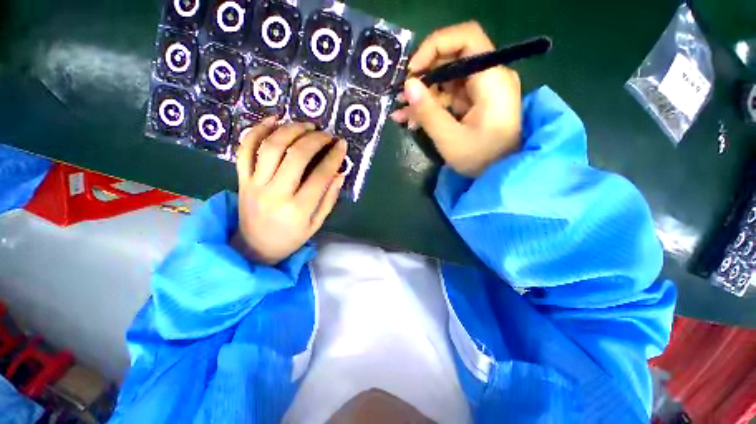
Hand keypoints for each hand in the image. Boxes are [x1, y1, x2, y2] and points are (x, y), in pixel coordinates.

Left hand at [232, 117, 346, 264]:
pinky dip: (258, 131)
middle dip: (315, 139)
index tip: (342, 145)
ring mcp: (255, 184)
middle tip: (326, 134)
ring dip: (291, 130)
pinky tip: (273, 120)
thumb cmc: (291, 238)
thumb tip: (339, 173)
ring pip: (271, 147)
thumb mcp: (316, 223)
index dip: (333, 156)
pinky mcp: (241, 179)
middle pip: (296, 156)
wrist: (254, 247)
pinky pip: (245, 150)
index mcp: (298, 209)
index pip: (320, 175)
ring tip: (306, 126)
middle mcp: (276, 193)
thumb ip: (329, 198)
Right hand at [390, 21, 521, 176]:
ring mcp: (481, 90)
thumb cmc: (480, 159)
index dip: (435, 46)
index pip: (466, 39)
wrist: (500, 174)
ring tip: (401, 114)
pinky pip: (449, 96)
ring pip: (446, 80)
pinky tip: (412, 120)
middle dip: (423, 76)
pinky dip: (431, 106)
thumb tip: (407, 85)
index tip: (412, 70)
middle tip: (401, 96)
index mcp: (491, 79)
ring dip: (422, 96)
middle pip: (452, 59)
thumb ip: (428, 112)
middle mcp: (489, 77)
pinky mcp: (474, 103)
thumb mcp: (450, 139)